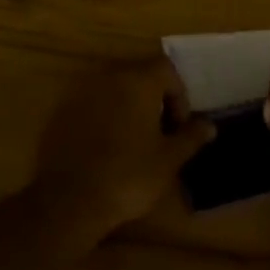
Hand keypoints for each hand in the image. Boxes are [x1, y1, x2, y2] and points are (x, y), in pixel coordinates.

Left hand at [31, 57, 212, 237]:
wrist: (69, 200)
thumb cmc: (128, 176)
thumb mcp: (168, 160)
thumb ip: (191, 137)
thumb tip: (209, 125)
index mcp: (138, 80)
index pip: (166, 69)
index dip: (179, 95)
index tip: (178, 127)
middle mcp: (108, 76)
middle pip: (139, 75)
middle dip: (154, 99)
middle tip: (160, 134)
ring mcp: (81, 92)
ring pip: (114, 89)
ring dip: (128, 107)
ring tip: (134, 141)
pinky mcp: (61, 111)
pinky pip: (92, 104)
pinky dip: (104, 117)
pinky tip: (106, 148)